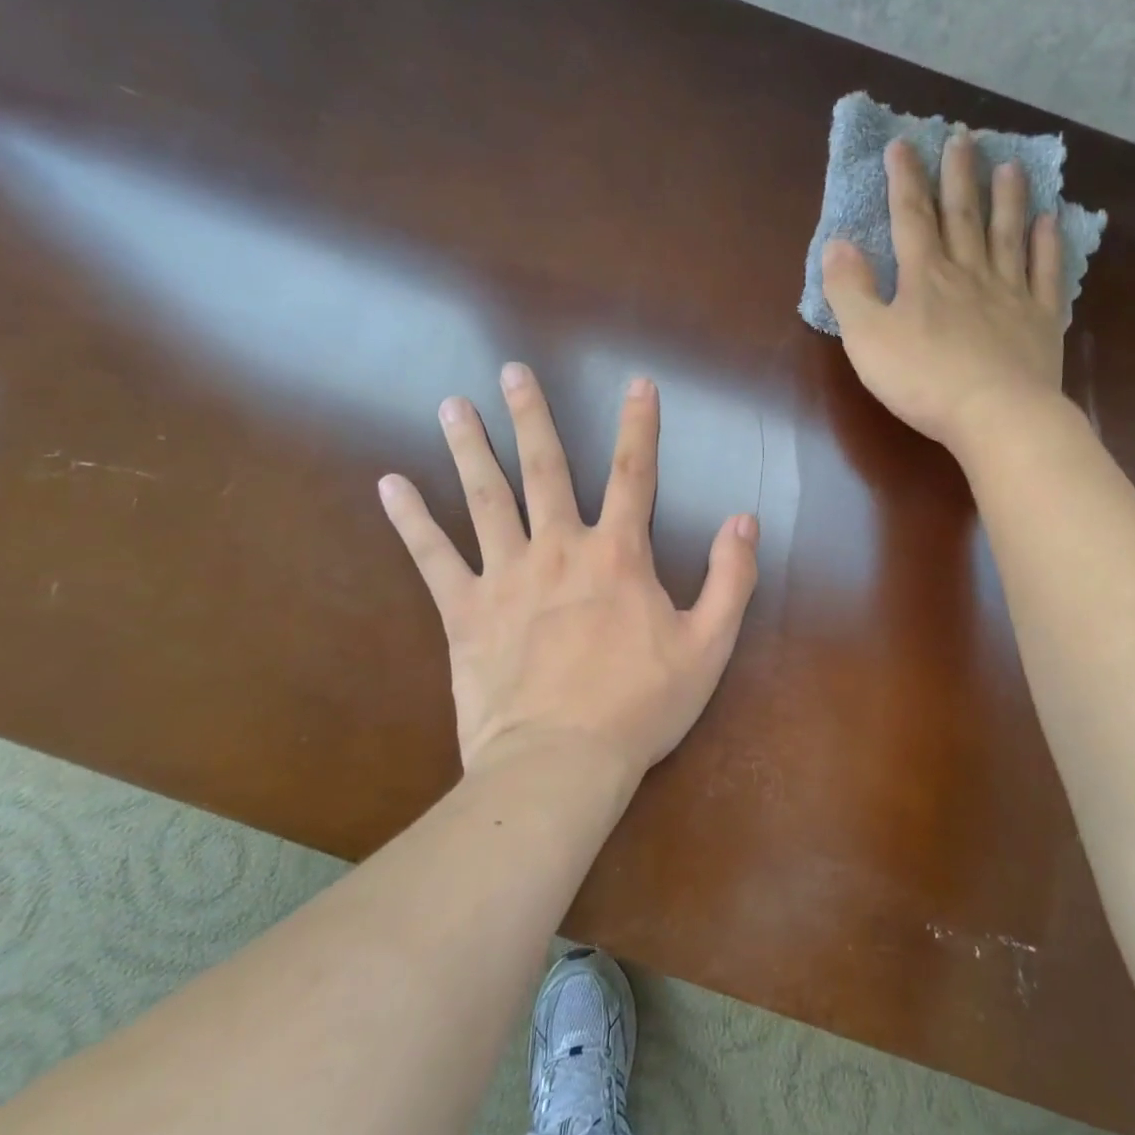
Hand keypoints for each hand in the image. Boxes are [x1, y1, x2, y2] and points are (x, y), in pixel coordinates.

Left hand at [379, 364, 759, 780]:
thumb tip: (744, 520)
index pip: (635, 475)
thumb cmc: (640, 706)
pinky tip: (390, 484)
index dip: (639, 426)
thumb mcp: (709, 646)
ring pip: (485, 498)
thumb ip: (731, 578)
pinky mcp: (465, 611)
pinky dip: (411, 520)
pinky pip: (432, 557)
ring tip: (451, 406)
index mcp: (618, 556)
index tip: (637, 384)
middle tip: (512, 370)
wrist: (561, 763)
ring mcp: (506, 576)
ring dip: (470, 448)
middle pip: (545, 470)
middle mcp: (559, 550)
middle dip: (533, 417)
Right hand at [822, 133, 1069, 456]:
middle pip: (962, 215)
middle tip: (963, 137)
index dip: (904, 179)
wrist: (995, 414)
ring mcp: (1009, 294)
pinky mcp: (1039, 320)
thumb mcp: (867, 337)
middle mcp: (969, 273)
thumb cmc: (923, 380)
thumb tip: (837, 243)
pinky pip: (1045, 272)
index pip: (910, 217)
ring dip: (1006, 198)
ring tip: (1010, 165)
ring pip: (1007, 235)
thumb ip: (849, 289)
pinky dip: (1048, 244)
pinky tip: (1050, 221)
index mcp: (924, 276)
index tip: (902, 144)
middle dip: (957, 175)